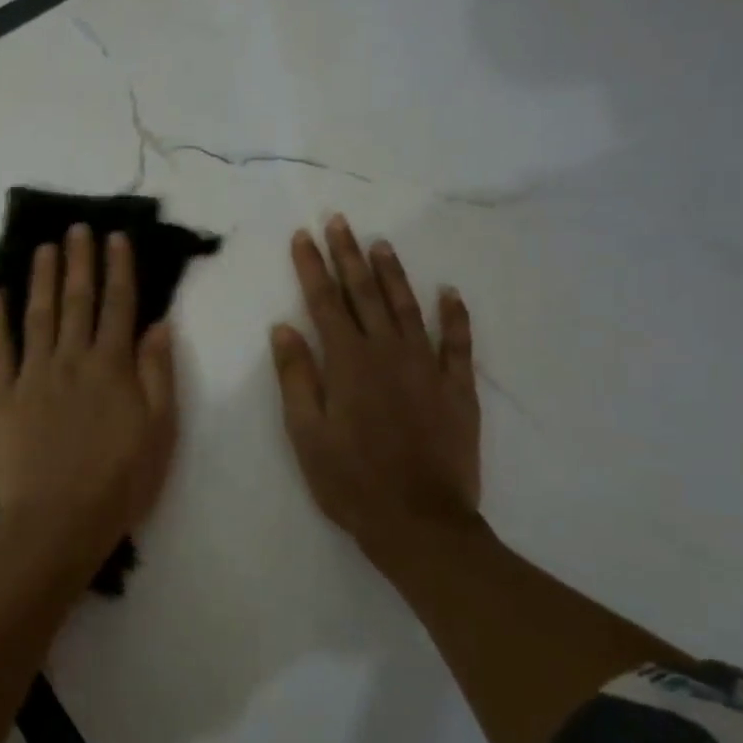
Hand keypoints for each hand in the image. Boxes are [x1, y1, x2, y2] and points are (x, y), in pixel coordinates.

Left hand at [0, 224, 178, 578]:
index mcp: (112, 367)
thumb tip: (158, 324)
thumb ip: (158, 374)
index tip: (116, 238)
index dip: (118, 269)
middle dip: (79, 261)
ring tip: (44, 248)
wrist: (57, 521)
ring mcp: (32, 376)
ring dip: (41, 278)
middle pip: (76, 301)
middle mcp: (71, 360)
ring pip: (37, 316)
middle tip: (77, 228)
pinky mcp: (1, 398)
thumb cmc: (119, 483)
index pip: (118, 306)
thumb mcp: (160, 431)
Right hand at [270, 216, 481, 568]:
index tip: (303, 236)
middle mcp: (388, 353)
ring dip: (393, 274)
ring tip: (381, 244)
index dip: (312, 267)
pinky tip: (450, 293)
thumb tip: (284, 327)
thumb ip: (296, 376)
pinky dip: (454, 315)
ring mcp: (427, 368)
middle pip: (365, 294)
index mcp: (347, 363)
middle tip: (339, 221)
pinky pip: (458, 342)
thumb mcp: (305, 433)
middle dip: (348, 255)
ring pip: (408, 307)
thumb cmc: (349, 480)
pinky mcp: (457, 388)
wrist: (419, 520)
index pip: (325, 302)